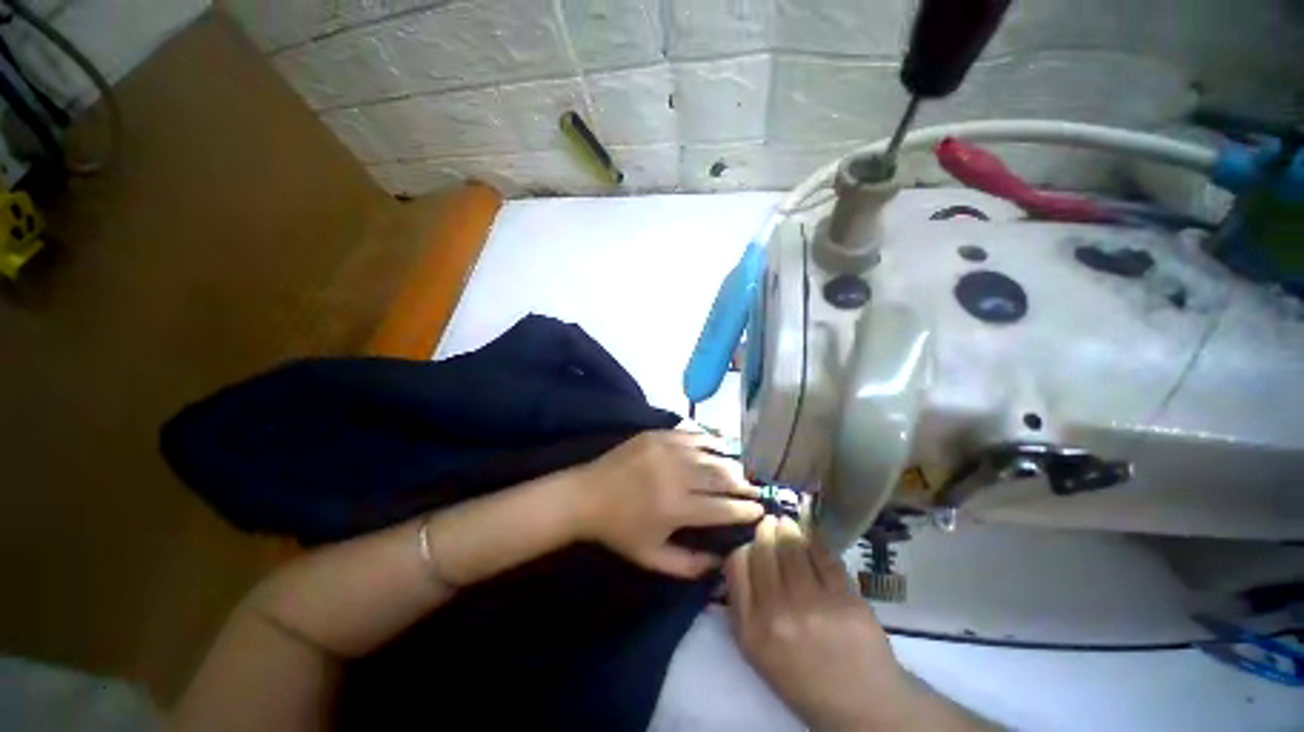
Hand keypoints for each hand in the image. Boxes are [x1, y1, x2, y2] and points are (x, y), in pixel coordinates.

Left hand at [575, 431, 762, 577]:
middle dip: (742, 484)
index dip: (745, 509)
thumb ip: (690, 566)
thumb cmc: (619, 531)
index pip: (722, 508)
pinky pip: (693, 435)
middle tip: (753, 489)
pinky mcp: (658, 435)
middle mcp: (676, 475)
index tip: (760, 510)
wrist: (587, 495)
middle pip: (721, 477)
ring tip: (739, 471)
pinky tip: (719, 447)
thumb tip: (722, 561)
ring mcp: (667, 450)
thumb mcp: (652, 558)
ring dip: (730, 463)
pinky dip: (710, 442)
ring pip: (711, 454)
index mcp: (676, 508)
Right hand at [726, 516, 915, 730]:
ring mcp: (813, 606)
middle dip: (765, 530)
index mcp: (751, 630)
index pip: (736, 564)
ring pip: (792, 546)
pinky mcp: (844, 600)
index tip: (752, 543)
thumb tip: (744, 553)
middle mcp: (777, 614)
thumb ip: (744, 605)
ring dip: (788, 529)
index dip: (744, 546)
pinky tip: (812, 537)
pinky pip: (823, 556)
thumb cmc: (805, 678)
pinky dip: (815, 541)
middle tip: (770, 522)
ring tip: (788, 524)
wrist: (862, 707)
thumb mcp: (759, 651)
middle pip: (763, 550)